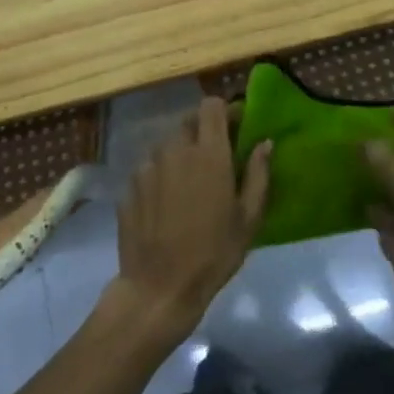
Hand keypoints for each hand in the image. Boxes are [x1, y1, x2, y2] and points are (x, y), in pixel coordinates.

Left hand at [108, 96, 270, 341]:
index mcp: (208, 153)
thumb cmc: (214, 253)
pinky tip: (167, 203)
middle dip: (204, 131)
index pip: (211, 106)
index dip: (226, 110)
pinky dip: (162, 174)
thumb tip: (265, 143)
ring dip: (181, 153)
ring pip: (167, 145)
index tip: (237, 126)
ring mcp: (147, 166)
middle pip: (188, 122)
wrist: (159, 287)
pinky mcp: (129, 186)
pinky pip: (150, 168)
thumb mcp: (248, 218)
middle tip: (216, 157)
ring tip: (190, 183)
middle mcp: (174, 150)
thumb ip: (258, 174)